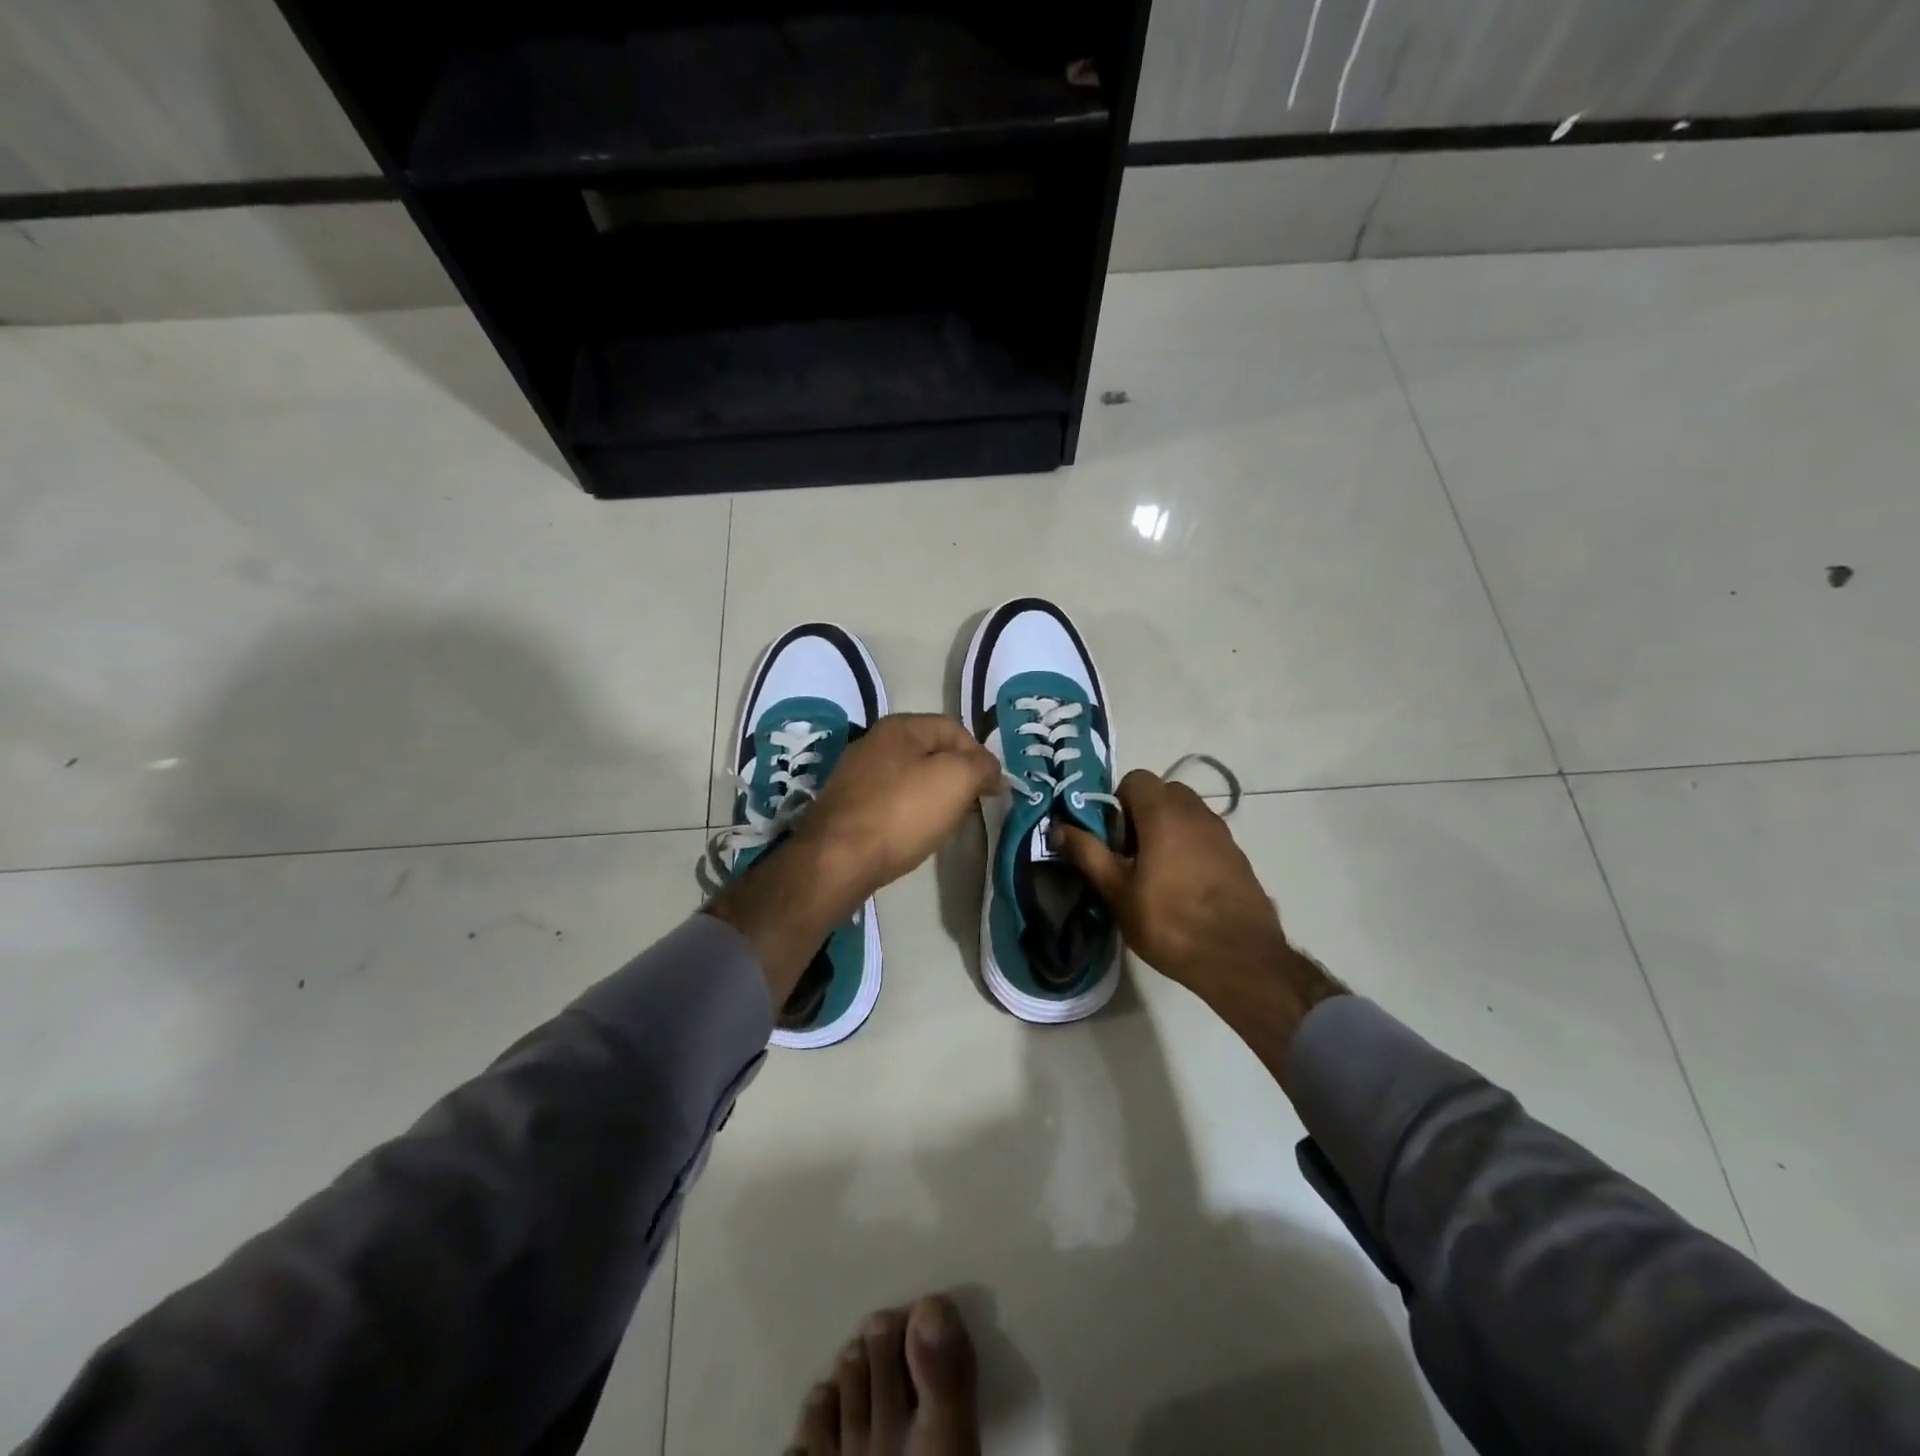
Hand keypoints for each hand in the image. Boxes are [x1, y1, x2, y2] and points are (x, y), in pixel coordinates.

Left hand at [786, 713, 1001, 915]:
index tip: (993, 789)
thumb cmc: (902, 813)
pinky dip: (908, 813)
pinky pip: (889, 801)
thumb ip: (981, 766)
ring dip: (933, 796)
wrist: (838, 859)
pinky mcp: (846, 805)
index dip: (980, 755)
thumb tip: (991, 769)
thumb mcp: (956, 780)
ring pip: (910, 778)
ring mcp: (855, 774)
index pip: (954, 729)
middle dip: (956, 776)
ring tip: (946, 823)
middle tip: (971, 806)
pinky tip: (913, 834)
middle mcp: (873, 742)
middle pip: (931, 752)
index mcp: (900, 727)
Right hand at [1056, 770, 1341, 1066]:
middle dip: (1141, 814)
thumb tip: (1058, 828)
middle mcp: (1196, 813)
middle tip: (1129, 854)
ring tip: (1155, 873)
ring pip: (1186, 814)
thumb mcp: (1117, 891)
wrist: (1240, 959)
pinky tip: (1183, 887)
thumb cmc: (1169, 922)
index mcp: (1164, 813)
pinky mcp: (1238, 856)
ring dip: (1166, 830)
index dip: (1116, 803)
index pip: (1135, 779)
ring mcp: (1222, 833)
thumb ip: (1087, 853)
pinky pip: (1205, 836)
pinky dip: (1189, 848)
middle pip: (1163, 793)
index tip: (1111, 838)